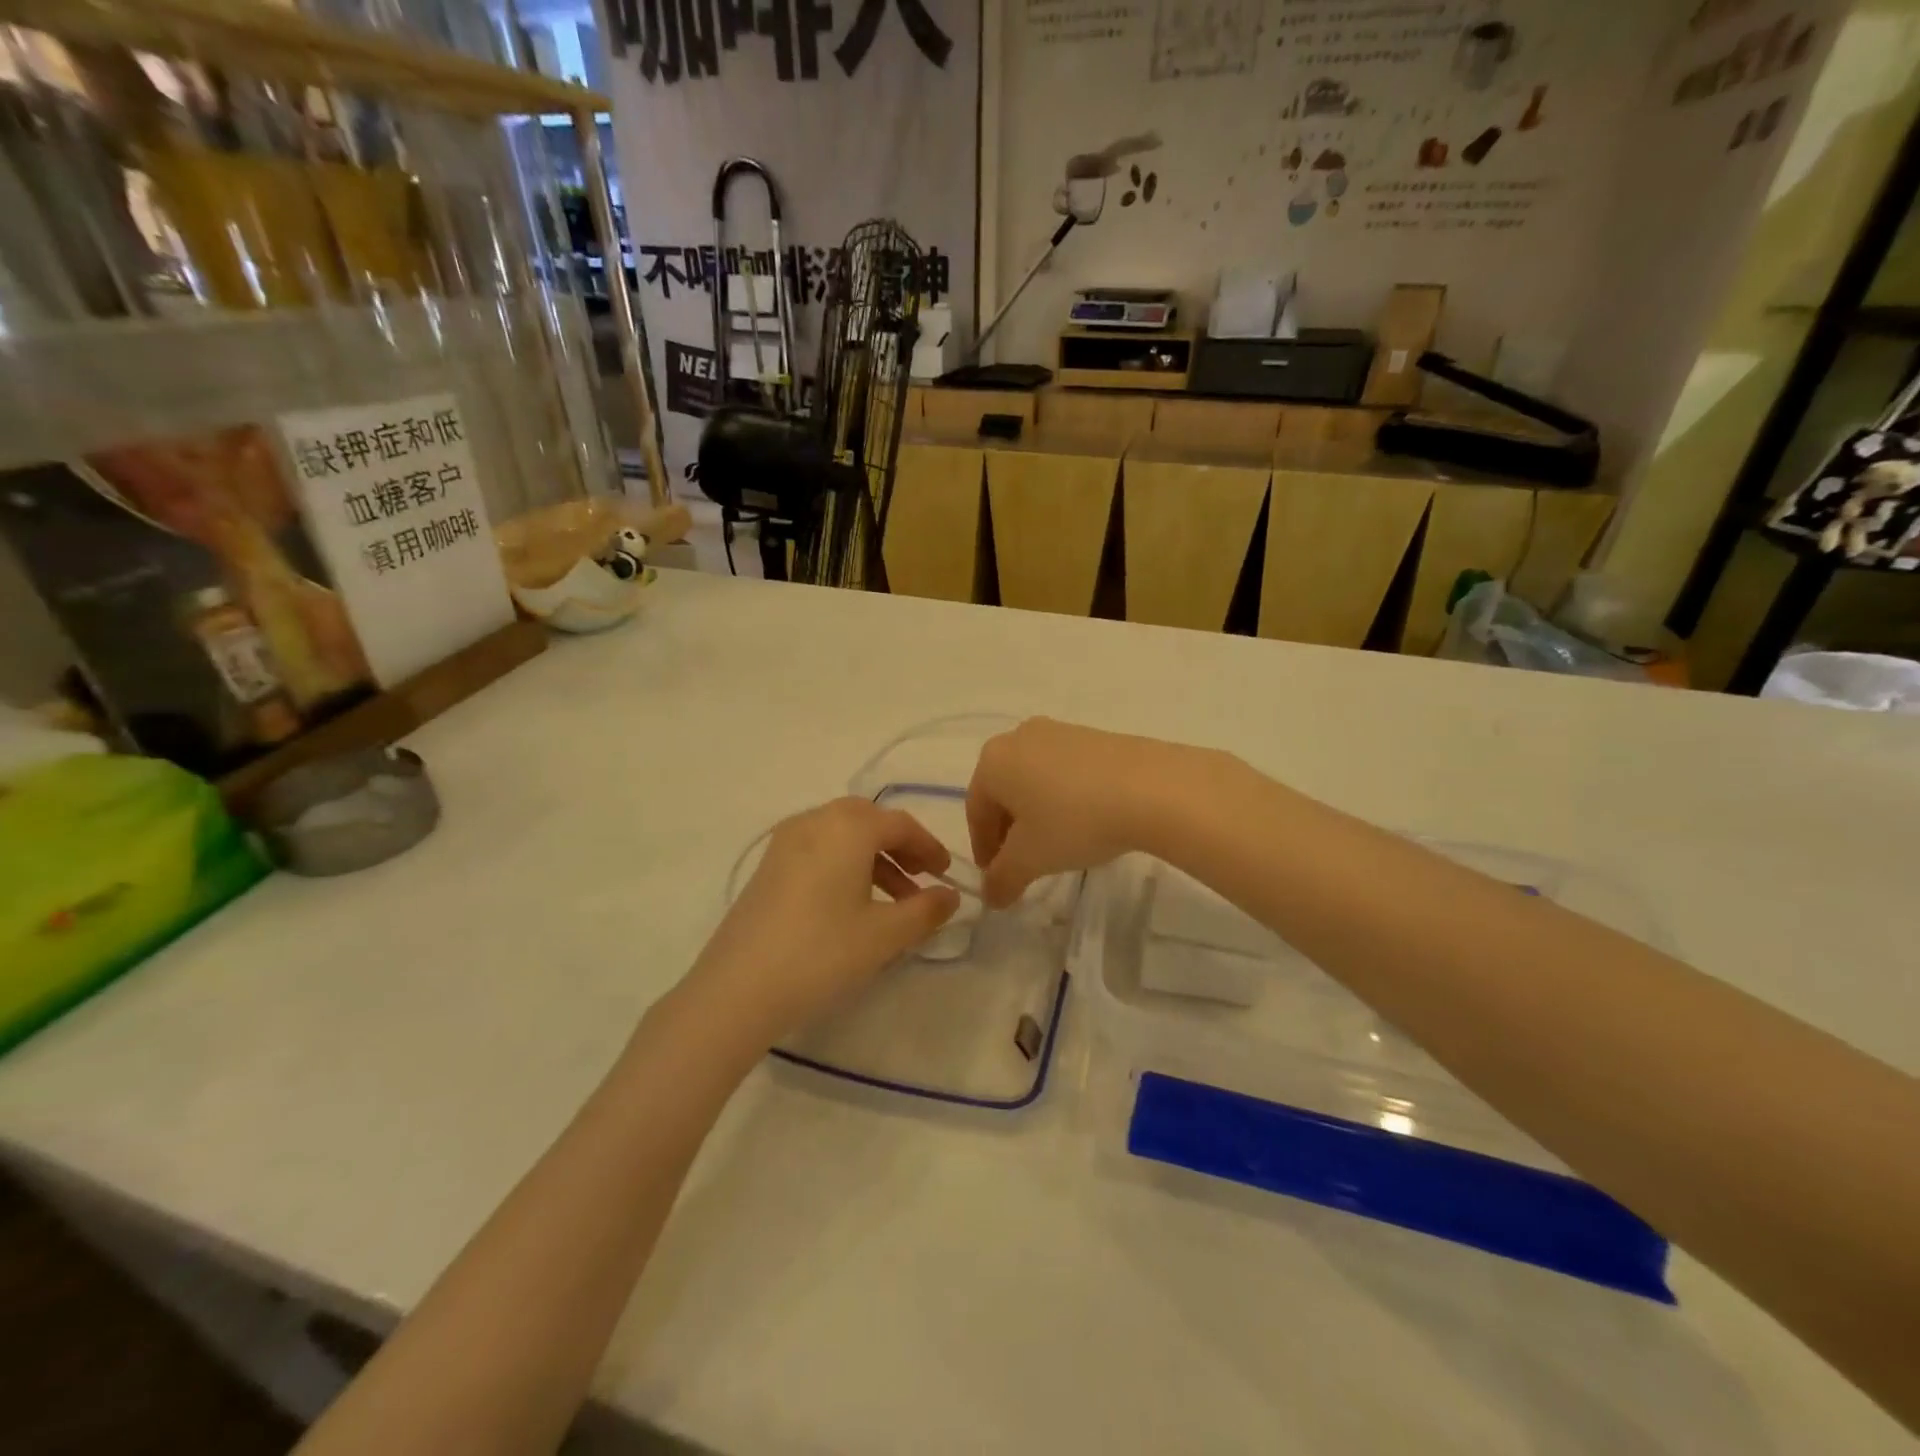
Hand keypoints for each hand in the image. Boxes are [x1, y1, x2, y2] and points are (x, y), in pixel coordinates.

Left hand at [687, 798, 960, 1041]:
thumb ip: (926, 910)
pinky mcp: (768, 866)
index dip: (929, 847)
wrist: (738, 988)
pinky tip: (852, 904)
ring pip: (841, 835)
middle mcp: (815, 821)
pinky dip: (844, 865)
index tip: (946, 874)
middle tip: (920, 879)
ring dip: (873, 858)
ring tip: (893, 902)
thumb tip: (950, 895)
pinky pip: (818, 850)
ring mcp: (786, 842)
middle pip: (868, 820)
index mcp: (847, 827)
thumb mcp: (885, 934)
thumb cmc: (822, 953)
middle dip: (899, 847)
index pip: (900, 824)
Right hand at [966, 718, 1217, 906]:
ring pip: (1034, 781)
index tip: (996, 877)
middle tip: (1022, 864)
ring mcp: (1059, 732)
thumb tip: (990, 896)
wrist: (1152, 788)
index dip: (983, 849)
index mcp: (993, 761)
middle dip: (1009, 831)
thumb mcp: (1031, 859)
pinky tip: (1084, 822)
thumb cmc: (1074, 821)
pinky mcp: (1094, 736)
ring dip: (1037, 814)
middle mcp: (1019, 737)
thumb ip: (1002, 879)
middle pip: (1003, 792)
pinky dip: (1064, 799)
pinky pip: (1064, 772)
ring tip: (1056, 845)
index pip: (975, 811)